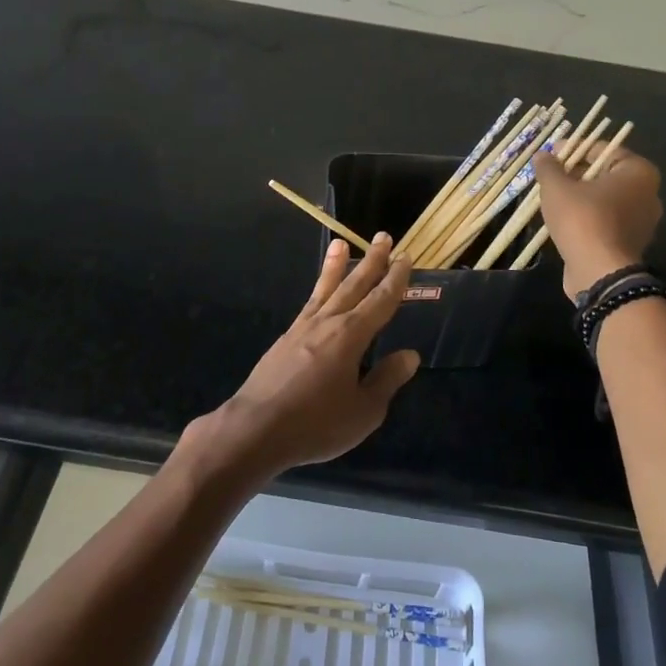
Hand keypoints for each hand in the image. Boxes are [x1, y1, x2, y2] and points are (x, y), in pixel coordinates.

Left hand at [194, 233, 420, 477]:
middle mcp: (328, 323)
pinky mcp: (285, 340)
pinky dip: (317, 291)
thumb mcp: (364, 411)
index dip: (395, 279)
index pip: (380, 300)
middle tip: (383, 237)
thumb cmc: (317, 424)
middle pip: (354, 285)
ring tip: (341, 243)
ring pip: (325, 289)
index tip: (405, 257)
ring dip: (336, 266)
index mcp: (351, 336)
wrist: (256, 429)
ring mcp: (302, 329)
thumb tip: (410, 355)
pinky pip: (308, 305)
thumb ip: (386, 380)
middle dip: (371, 261)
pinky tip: (319, 294)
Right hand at [532, 146, 662, 298]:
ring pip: (606, 199)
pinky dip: (588, 217)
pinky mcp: (632, 243)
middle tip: (550, 176)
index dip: (575, 148)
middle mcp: (648, 193)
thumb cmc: (583, 220)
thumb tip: (542, 155)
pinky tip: (565, 220)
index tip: (552, 154)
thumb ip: (549, 168)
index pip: (604, 149)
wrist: (600, 273)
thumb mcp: (557, 188)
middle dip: (577, 173)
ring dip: (581, 196)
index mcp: (638, 172)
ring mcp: (643, 221)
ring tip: (553, 198)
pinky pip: (607, 220)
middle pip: (606, 174)